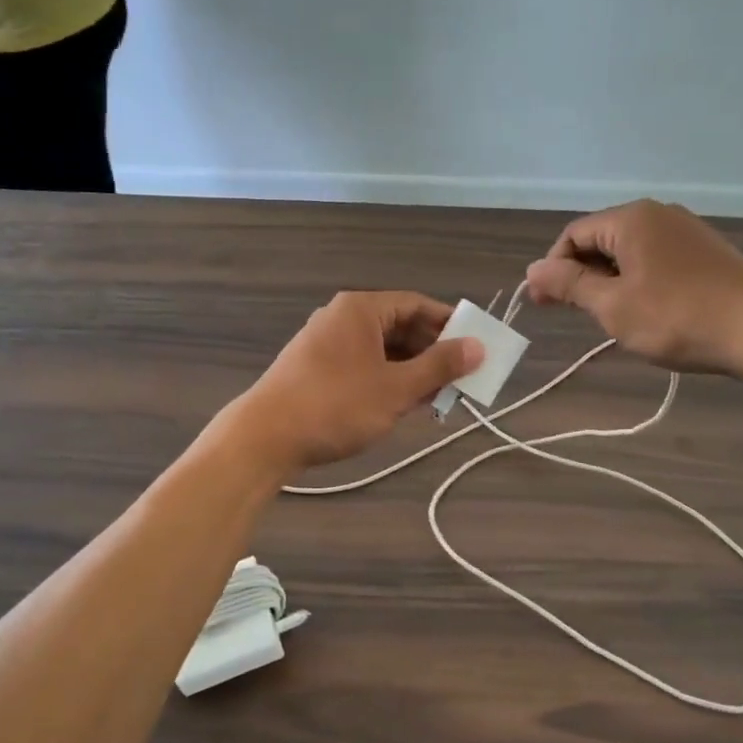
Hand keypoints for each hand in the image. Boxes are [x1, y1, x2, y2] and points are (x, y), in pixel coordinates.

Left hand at [226, 293, 484, 472]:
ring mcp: (325, 343)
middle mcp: (341, 318)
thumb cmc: (336, 406)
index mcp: (361, 309)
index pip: (416, 305)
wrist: (264, 438)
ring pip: (381, 349)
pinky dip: (386, 379)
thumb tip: (478, 347)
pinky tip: (401, 405)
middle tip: (459, 379)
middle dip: (431, 353)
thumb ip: (439, 367)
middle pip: (399, 326)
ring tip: (436, 398)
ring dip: (411, 370)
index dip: (449, 324)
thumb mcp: (396, 388)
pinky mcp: (315, 368)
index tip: (475, 347)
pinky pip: (362, 364)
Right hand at [525, 200, 742, 377]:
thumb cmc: (678, 318)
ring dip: (606, 280)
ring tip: (603, 316)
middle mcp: (658, 214)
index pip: (573, 235)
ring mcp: (686, 231)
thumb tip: (533, 269)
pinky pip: (655, 259)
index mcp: (631, 219)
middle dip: (578, 275)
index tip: (542, 304)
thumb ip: (569, 285)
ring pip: (628, 251)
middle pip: (601, 240)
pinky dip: (636, 280)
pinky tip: (641, 310)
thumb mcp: (613, 306)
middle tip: (566, 313)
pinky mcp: (706, 252)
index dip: (552, 268)